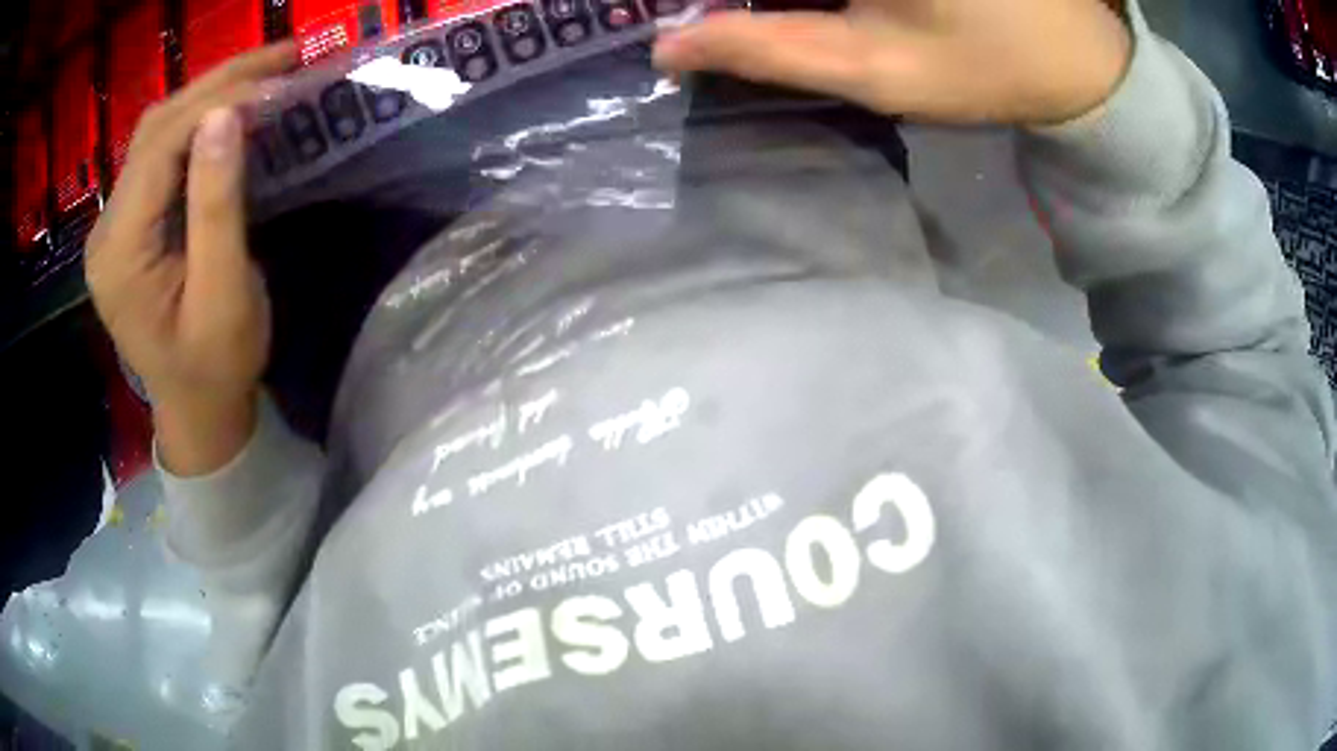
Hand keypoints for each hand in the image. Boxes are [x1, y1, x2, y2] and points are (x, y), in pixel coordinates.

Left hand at [85, 43, 294, 474]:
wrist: (198, 409)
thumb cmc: (216, 365)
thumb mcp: (224, 293)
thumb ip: (216, 206)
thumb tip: (224, 116)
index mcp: (120, 252)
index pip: (161, 148)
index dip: (216, 102)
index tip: (279, 74)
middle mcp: (107, 228)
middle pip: (156, 129)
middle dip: (217, 83)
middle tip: (281, 57)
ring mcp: (115, 224)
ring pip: (156, 132)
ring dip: (208, 94)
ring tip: (262, 73)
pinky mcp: (129, 224)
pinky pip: (159, 154)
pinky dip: (196, 123)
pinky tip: (229, 112)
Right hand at [653, 0, 1131, 124]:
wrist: (1078, 58)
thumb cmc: (986, 68)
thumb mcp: (875, 70)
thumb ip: (766, 49)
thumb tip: (669, 43)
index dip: (705, 2)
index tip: (674, 14)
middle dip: (742, 3)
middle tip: (725, 24)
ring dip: (784, 3)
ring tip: (775, 24)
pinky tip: (813, 10)